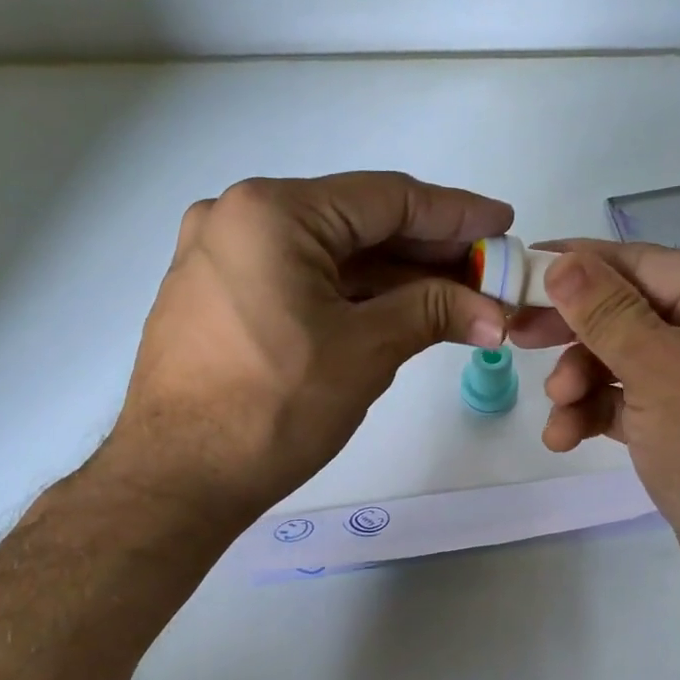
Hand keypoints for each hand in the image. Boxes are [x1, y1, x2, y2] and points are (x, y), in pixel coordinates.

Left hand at [100, 173, 511, 528]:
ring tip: (455, 296)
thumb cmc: (272, 409)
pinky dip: (348, 295)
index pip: (385, 199)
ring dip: (391, 277)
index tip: (503, 224)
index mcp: (273, 212)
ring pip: (327, 255)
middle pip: (355, 223)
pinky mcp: (215, 296)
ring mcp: (219, 256)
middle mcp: (238, 217)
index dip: (454, 213)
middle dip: (426, 251)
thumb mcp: (364, 353)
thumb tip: (495, 312)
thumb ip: (433, 312)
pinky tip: (396, 310)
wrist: (176, 480)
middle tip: (486, 271)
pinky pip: (297, 280)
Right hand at [509, 240, 679, 605]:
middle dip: (576, 335)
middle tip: (517, 338)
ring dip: (582, 386)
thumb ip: (606, 314)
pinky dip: (599, 415)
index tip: (523, 267)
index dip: (581, 264)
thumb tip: (562, 262)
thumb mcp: (660, 371)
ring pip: (627, 362)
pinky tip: (566, 439)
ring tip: (557, 415)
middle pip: (632, 314)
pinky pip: (635, 402)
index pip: (646, 264)